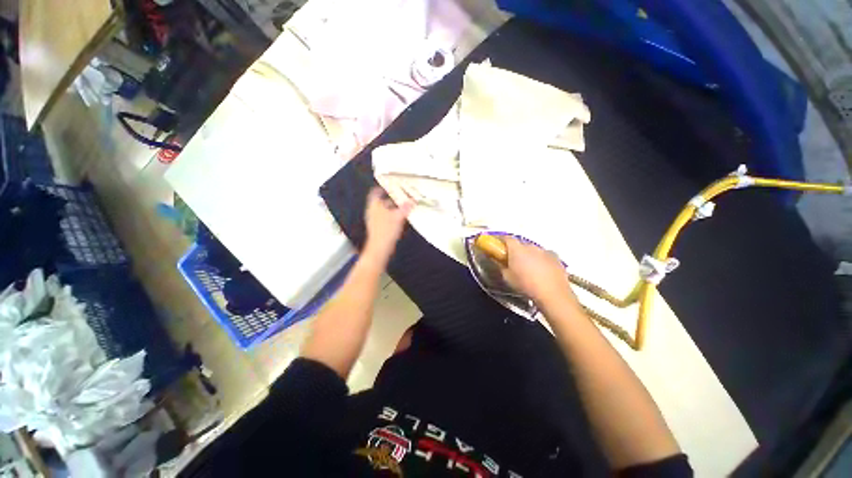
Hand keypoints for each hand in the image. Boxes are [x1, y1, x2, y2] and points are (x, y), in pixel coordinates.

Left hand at [363, 187, 413, 264]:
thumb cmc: (387, 230)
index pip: (376, 192)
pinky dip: (392, 216)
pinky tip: (400, 219)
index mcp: (374, 205)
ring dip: (393, 208)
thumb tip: (412, 200)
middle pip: (382, 201)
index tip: (392, 186)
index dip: (383, 188)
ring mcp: (374, 220)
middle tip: (403, 197)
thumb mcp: (399, 216)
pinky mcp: (378, 228)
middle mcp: (372, 211)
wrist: (379, 248)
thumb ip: (406, 207)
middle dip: (393, 199)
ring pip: (384, 210)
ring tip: (404, 207)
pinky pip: (385, 218)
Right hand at [501, 237, 574, 304]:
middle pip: (521, 244)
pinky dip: (541, 261)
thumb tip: (498, 261)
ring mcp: (545, 251)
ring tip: (528, 268)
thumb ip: (501, 266)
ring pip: (534, 250)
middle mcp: (531, 246)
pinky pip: (545, 256)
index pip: (507, 238)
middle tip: (513, 261)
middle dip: (516, 250)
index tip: (498, 246)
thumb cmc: (525, 285)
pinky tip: (541, 271)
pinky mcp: (556, 259)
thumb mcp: (507, 278)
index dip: (501, 241)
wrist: (552, 294)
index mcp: (517, 249)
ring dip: (529, 256)